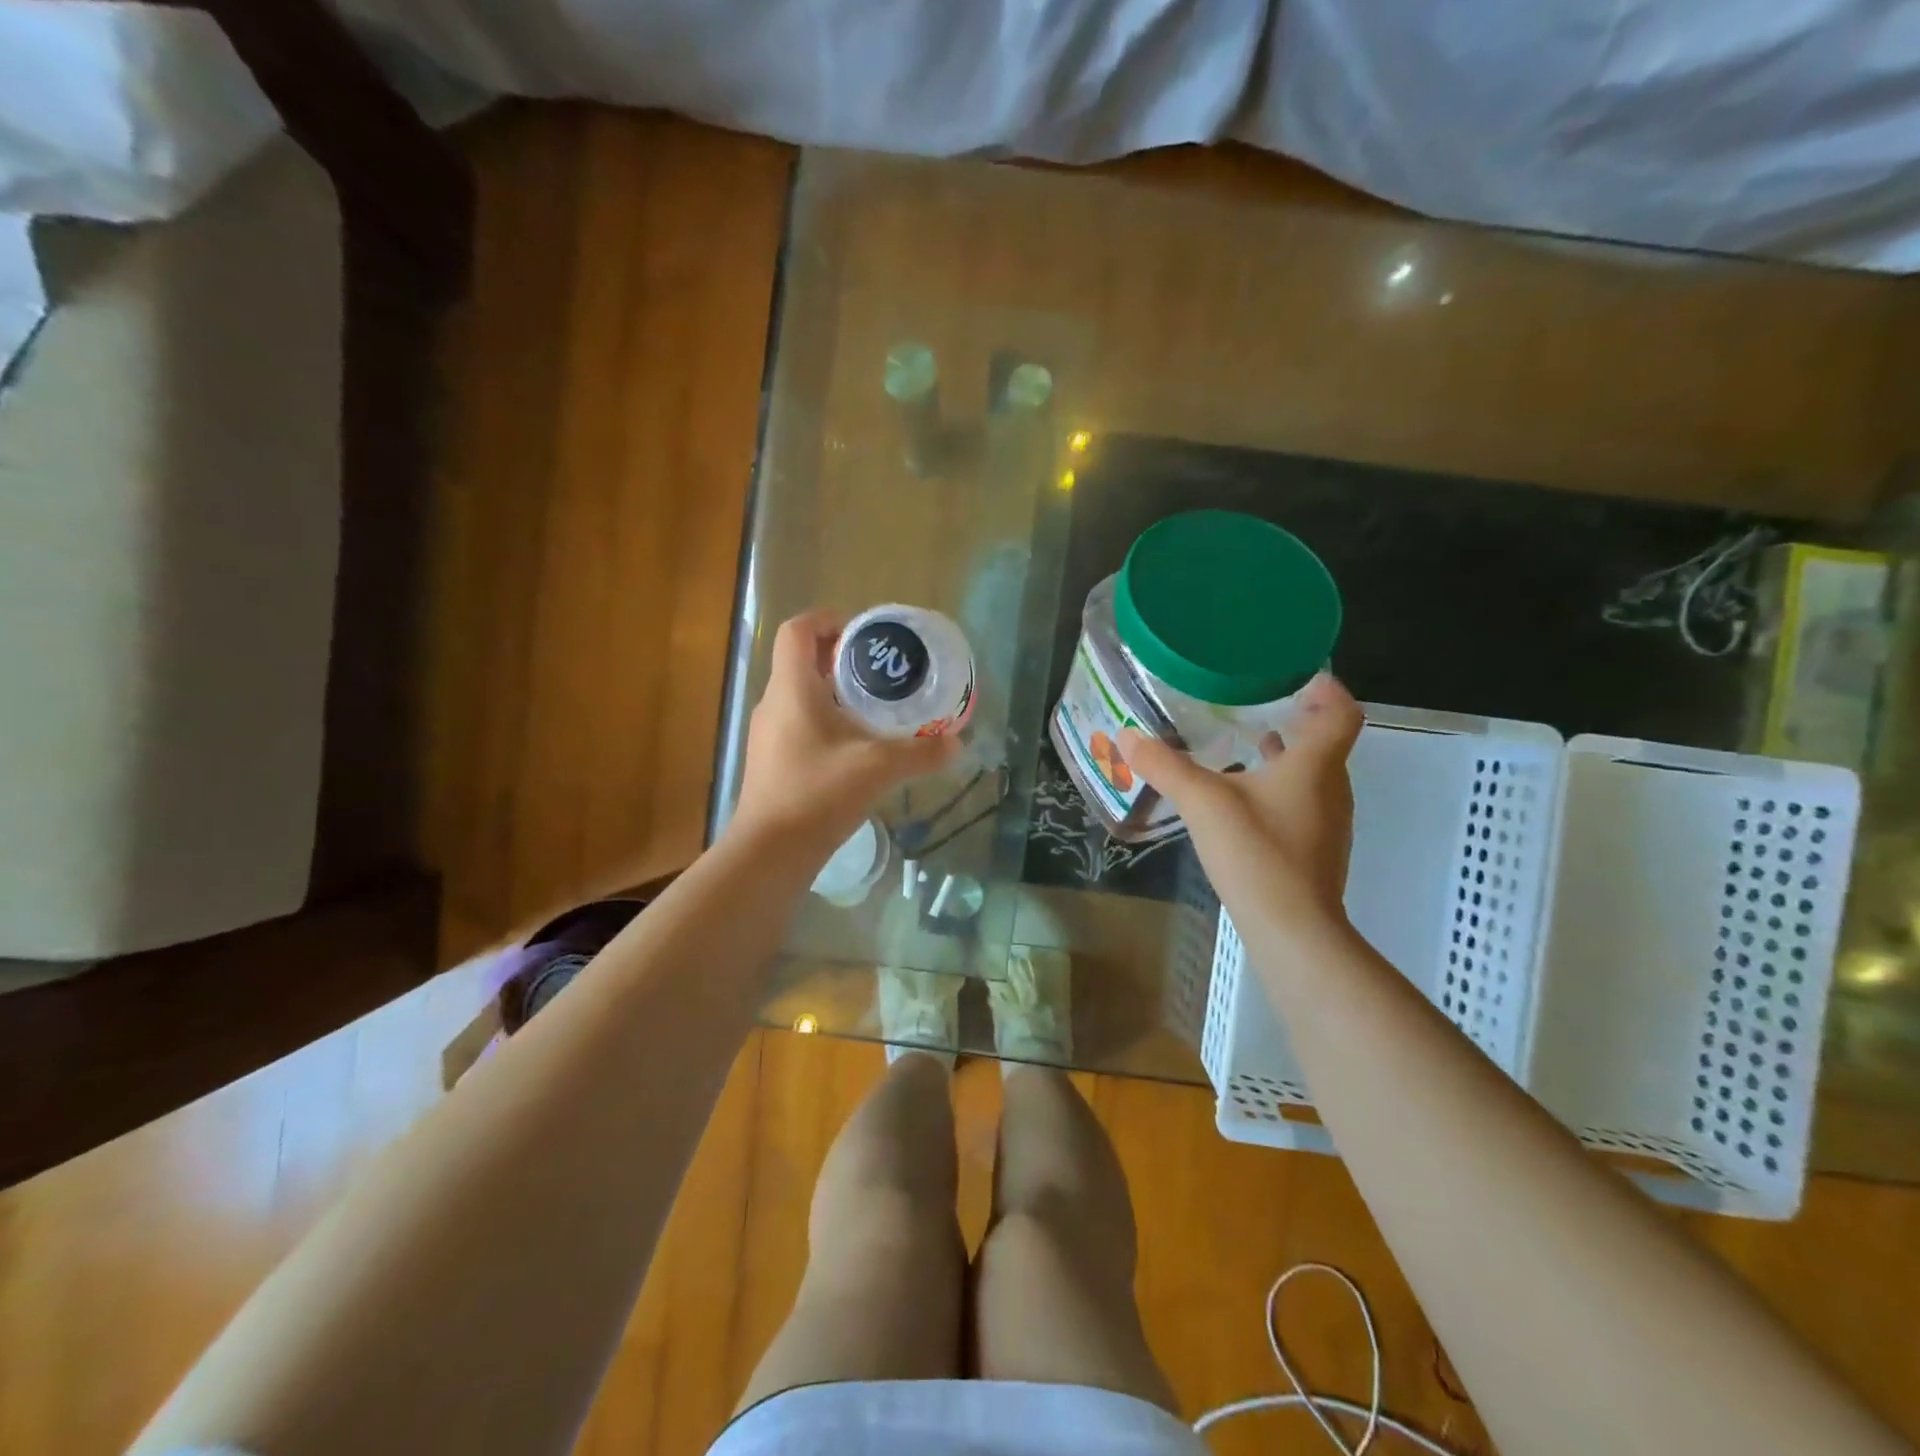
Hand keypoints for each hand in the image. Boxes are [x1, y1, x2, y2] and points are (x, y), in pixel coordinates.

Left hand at [732, 611, 961, 856]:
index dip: (827, 619)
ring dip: (834, 693)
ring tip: (875, 708)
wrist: (770, 852)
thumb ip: (920, 752)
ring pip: (800, 695)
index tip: (863, 635)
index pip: (797, 630)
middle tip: (881, 673)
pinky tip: (856, 747)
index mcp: (792, 689)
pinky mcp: (771, 760)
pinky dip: (826, 721)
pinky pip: (799, 723)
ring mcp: (768, 734)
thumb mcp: (878, 768)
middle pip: (801, 661)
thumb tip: (957, 743)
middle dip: (840, 658)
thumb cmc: (818, 794)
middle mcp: (774, 703)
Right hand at [1119, 673, 1362, 931]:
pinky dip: (1280, 789)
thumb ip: (1165, 766)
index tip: (1300, 678)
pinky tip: (1243, 802)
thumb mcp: (1202, 802)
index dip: (1327, 690)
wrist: (1293, 930)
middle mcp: (1331, 788)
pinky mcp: (1317, 850)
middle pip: (1326, 743)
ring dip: (1287, 757)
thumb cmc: (1257, 853)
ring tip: (1248, 747)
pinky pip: (1303, 803)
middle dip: (1298, 721)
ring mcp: (1328, 823)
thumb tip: (1126, 736)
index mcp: (1315, 765)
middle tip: (1258, 706)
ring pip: (1313, 775)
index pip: (1342, 713)